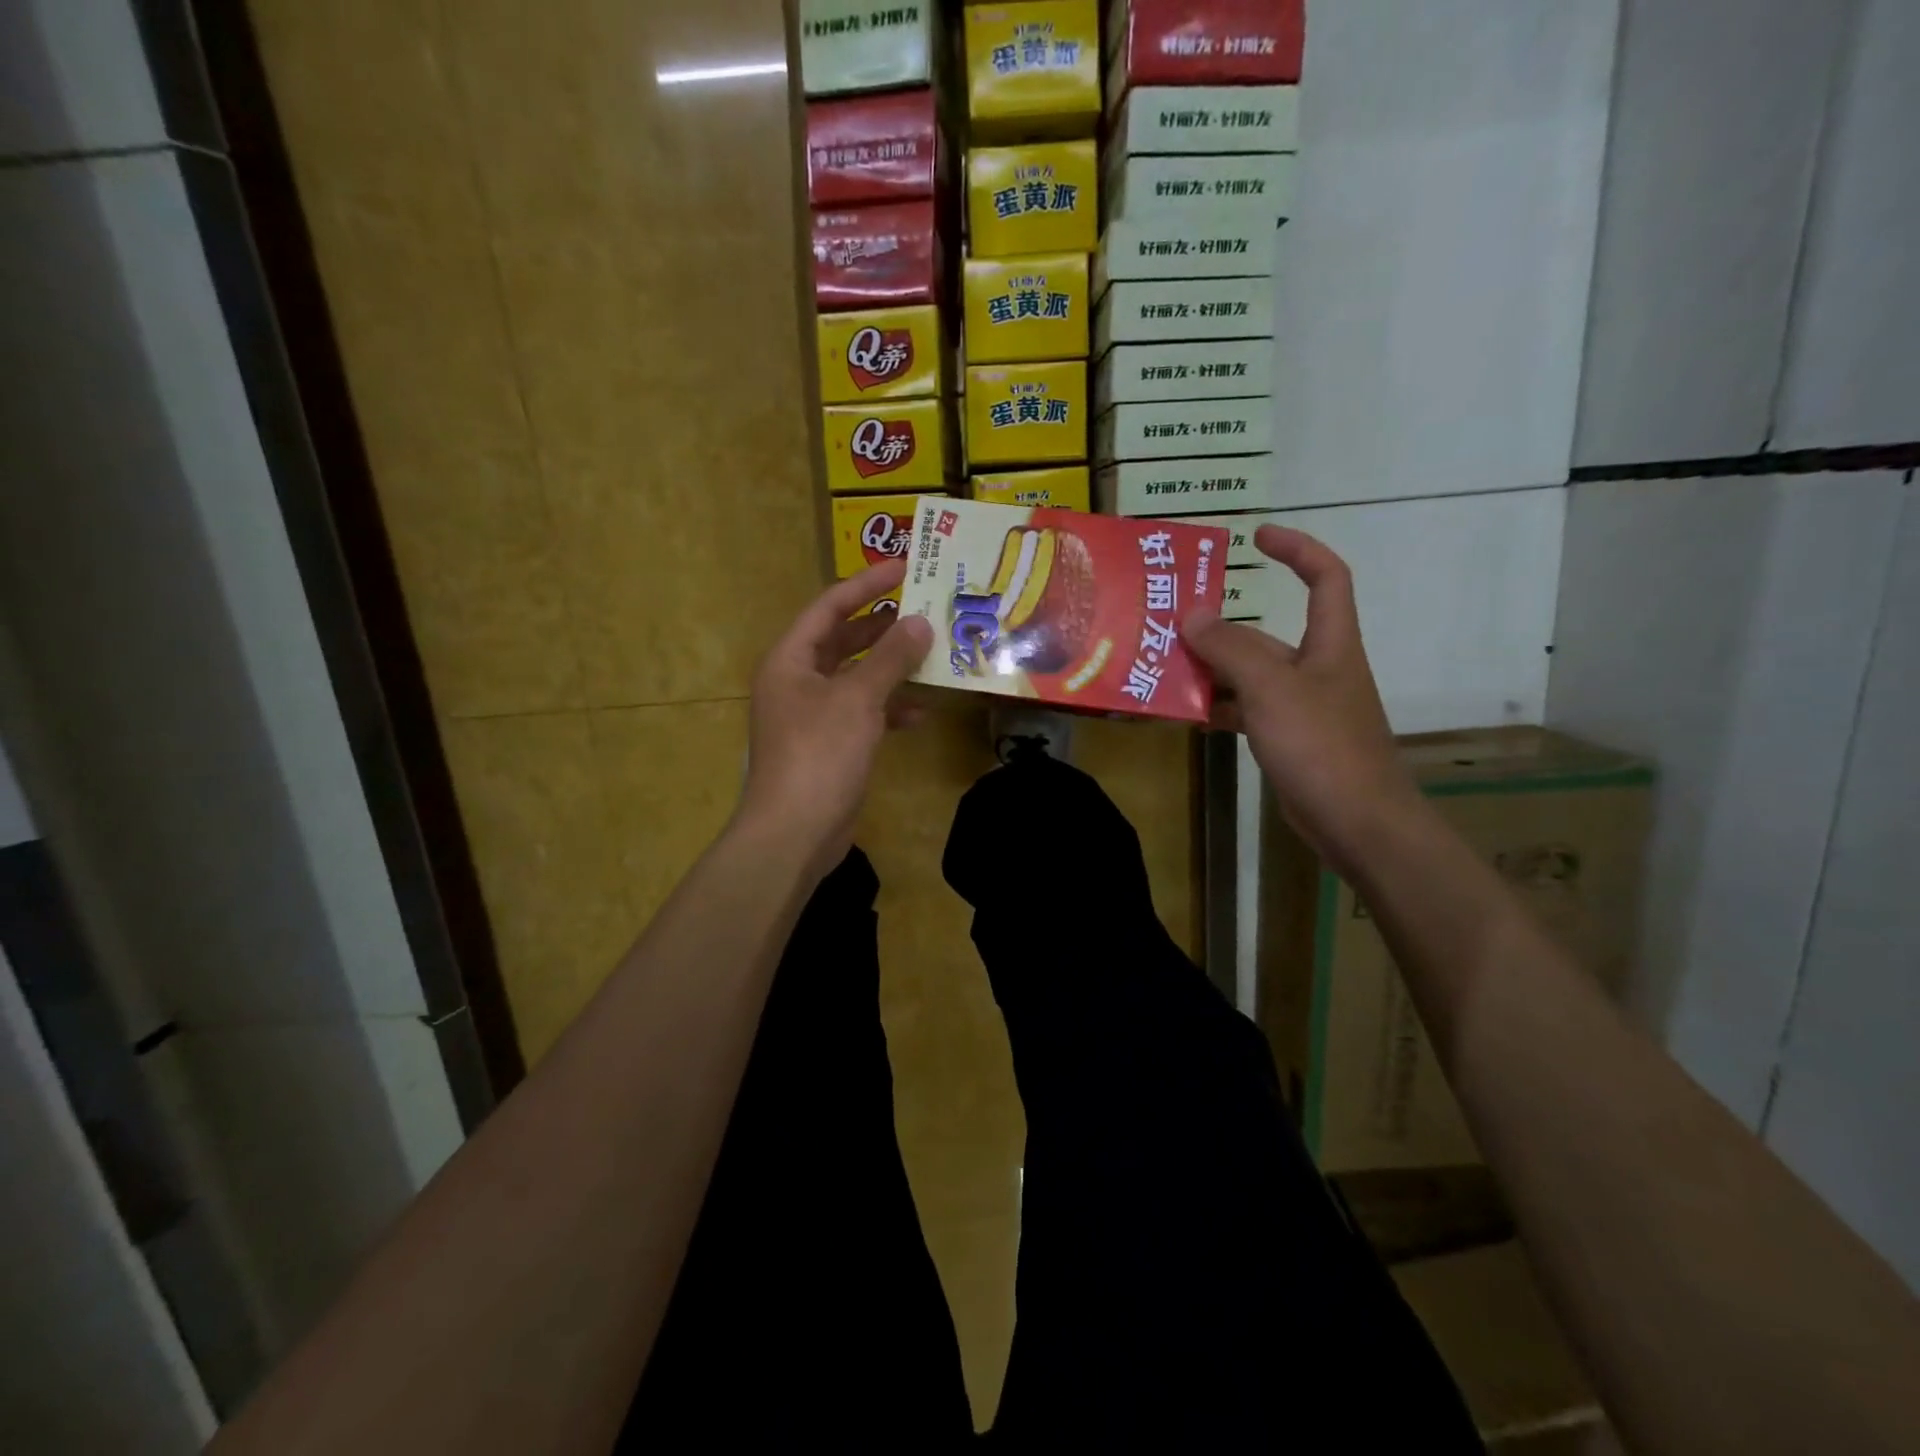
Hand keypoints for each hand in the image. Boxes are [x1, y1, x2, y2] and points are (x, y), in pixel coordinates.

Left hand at [735, 559, 932, 870]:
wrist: (795, 832)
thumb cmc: (819, 754)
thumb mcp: (858, 700)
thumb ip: (891, 659)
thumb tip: (920, 622)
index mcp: (790, 659)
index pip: (830, 607)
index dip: (867, 584)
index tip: (905, 567)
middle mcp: (797, 680)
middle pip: (843, 640)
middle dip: (883, 626)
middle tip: (925, 608)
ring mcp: (812, 715)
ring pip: (856, 678)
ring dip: (891, 668)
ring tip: (932, 653)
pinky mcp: (830, 745)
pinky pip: (862, 714)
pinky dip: (888, 710)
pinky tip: (920, 713)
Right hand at [1183, 526, 1422, 873]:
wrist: (1357, 822)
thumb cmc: (1321, 745)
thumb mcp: (1271, 689)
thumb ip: (1230, 649)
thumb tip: (1192, 613)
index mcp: (1330, 643)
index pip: (1326, 577)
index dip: (1297, 549)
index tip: (1256, 536)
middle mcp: (1316, 668)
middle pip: (1265, 634)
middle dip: (1219, 627)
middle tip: (1168, 622)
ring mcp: (1300, 706)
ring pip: (1248, 676)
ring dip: (1209, 671)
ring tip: (1160, 667)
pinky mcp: (1287, 740)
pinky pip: (1244, 711)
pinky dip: (1216, 708)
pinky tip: (1181, 713)